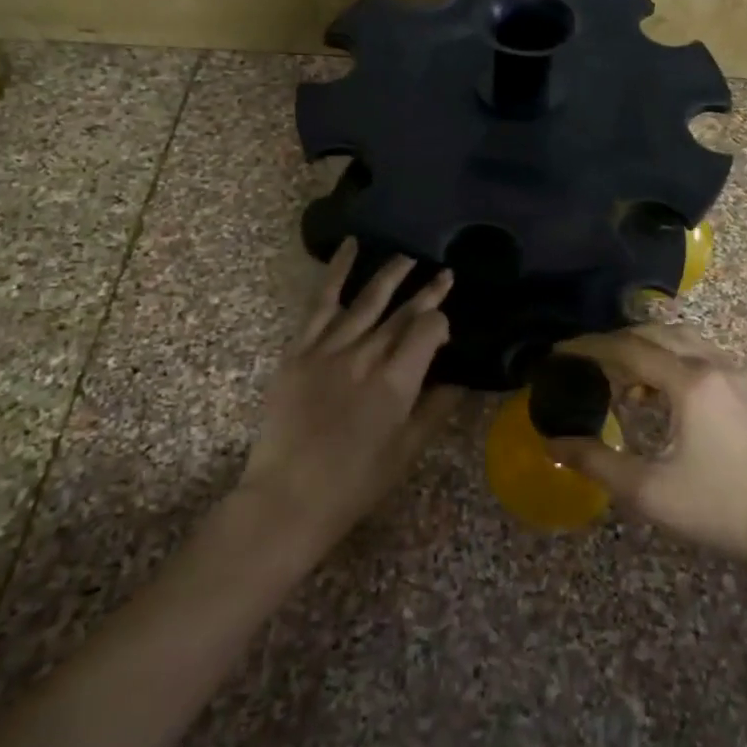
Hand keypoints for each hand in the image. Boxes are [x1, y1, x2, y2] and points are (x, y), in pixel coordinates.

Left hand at [237, 239, 456, 550]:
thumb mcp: (407, 451)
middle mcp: (365, 356)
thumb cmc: (355, 483)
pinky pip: (320, 303)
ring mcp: (328, 348)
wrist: (287, 498)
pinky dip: (336, 272)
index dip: (442, 322)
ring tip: (408, 256)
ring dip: (391, 274)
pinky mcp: (299, 350)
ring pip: (367, 299)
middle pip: (402, 312)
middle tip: (445, 272)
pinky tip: (350, 247)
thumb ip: (435, 408)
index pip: (428, 331)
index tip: (447, 328)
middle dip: (427, 291)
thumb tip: (459, 378)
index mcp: (396, 382)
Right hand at [549, 324, 746, 570]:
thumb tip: (553, 443)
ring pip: (679, 339)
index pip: (629, 349)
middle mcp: (712, 366)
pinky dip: (668, 358)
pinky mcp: (743, 390)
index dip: (590, 347)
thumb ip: (596, 461)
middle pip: (654, 334)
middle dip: (614, 341)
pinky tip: (655, 392)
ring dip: (644, 347)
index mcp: (690, 382)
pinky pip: (698, 354)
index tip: (559, 351)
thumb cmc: (716, 508)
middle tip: (583, 361)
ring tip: (616, 375)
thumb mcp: (648, 491)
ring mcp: (733, 375)